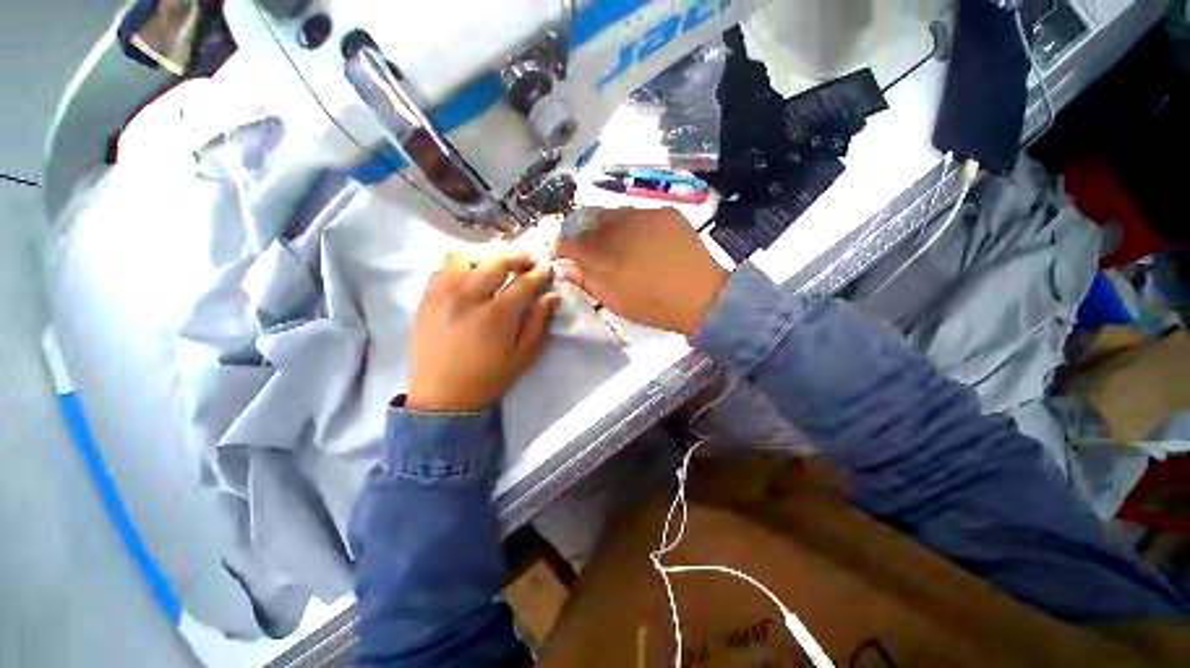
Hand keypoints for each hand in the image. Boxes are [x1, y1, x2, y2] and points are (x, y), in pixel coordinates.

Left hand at [406, 250, 559, 412]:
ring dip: (486, 254)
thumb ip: (539, 322)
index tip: (547, 268)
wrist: (442, 397)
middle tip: (529, 260)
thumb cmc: (488, 378)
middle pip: (495, 260)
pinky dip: (462, 266)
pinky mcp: (426, 298)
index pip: (523, 282)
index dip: (539, 272)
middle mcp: (468, 297)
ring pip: (463, 255)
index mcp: (496, 315)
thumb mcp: (523, 355)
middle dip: (518, 255)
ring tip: (497, 264)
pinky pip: (443, 269)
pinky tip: (471, 277)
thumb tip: (553, 296)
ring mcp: (442, 294)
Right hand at [553, 208, 728, 336]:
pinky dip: (630, 224)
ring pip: (612, 213)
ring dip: (604, 226)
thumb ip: (585, 279)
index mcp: (603, 252)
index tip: (558, 253)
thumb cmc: (652, 304)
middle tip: (584, 248)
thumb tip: (566, 266)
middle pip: (587, 220)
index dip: (559, 245)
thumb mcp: (612, 298)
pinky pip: (637, 213)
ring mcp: (644, 214)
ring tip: (612, 243)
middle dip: (580, 232)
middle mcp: (619, 225)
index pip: (569, 240)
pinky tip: (637, 239)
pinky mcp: (665, 212)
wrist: (701, 296)